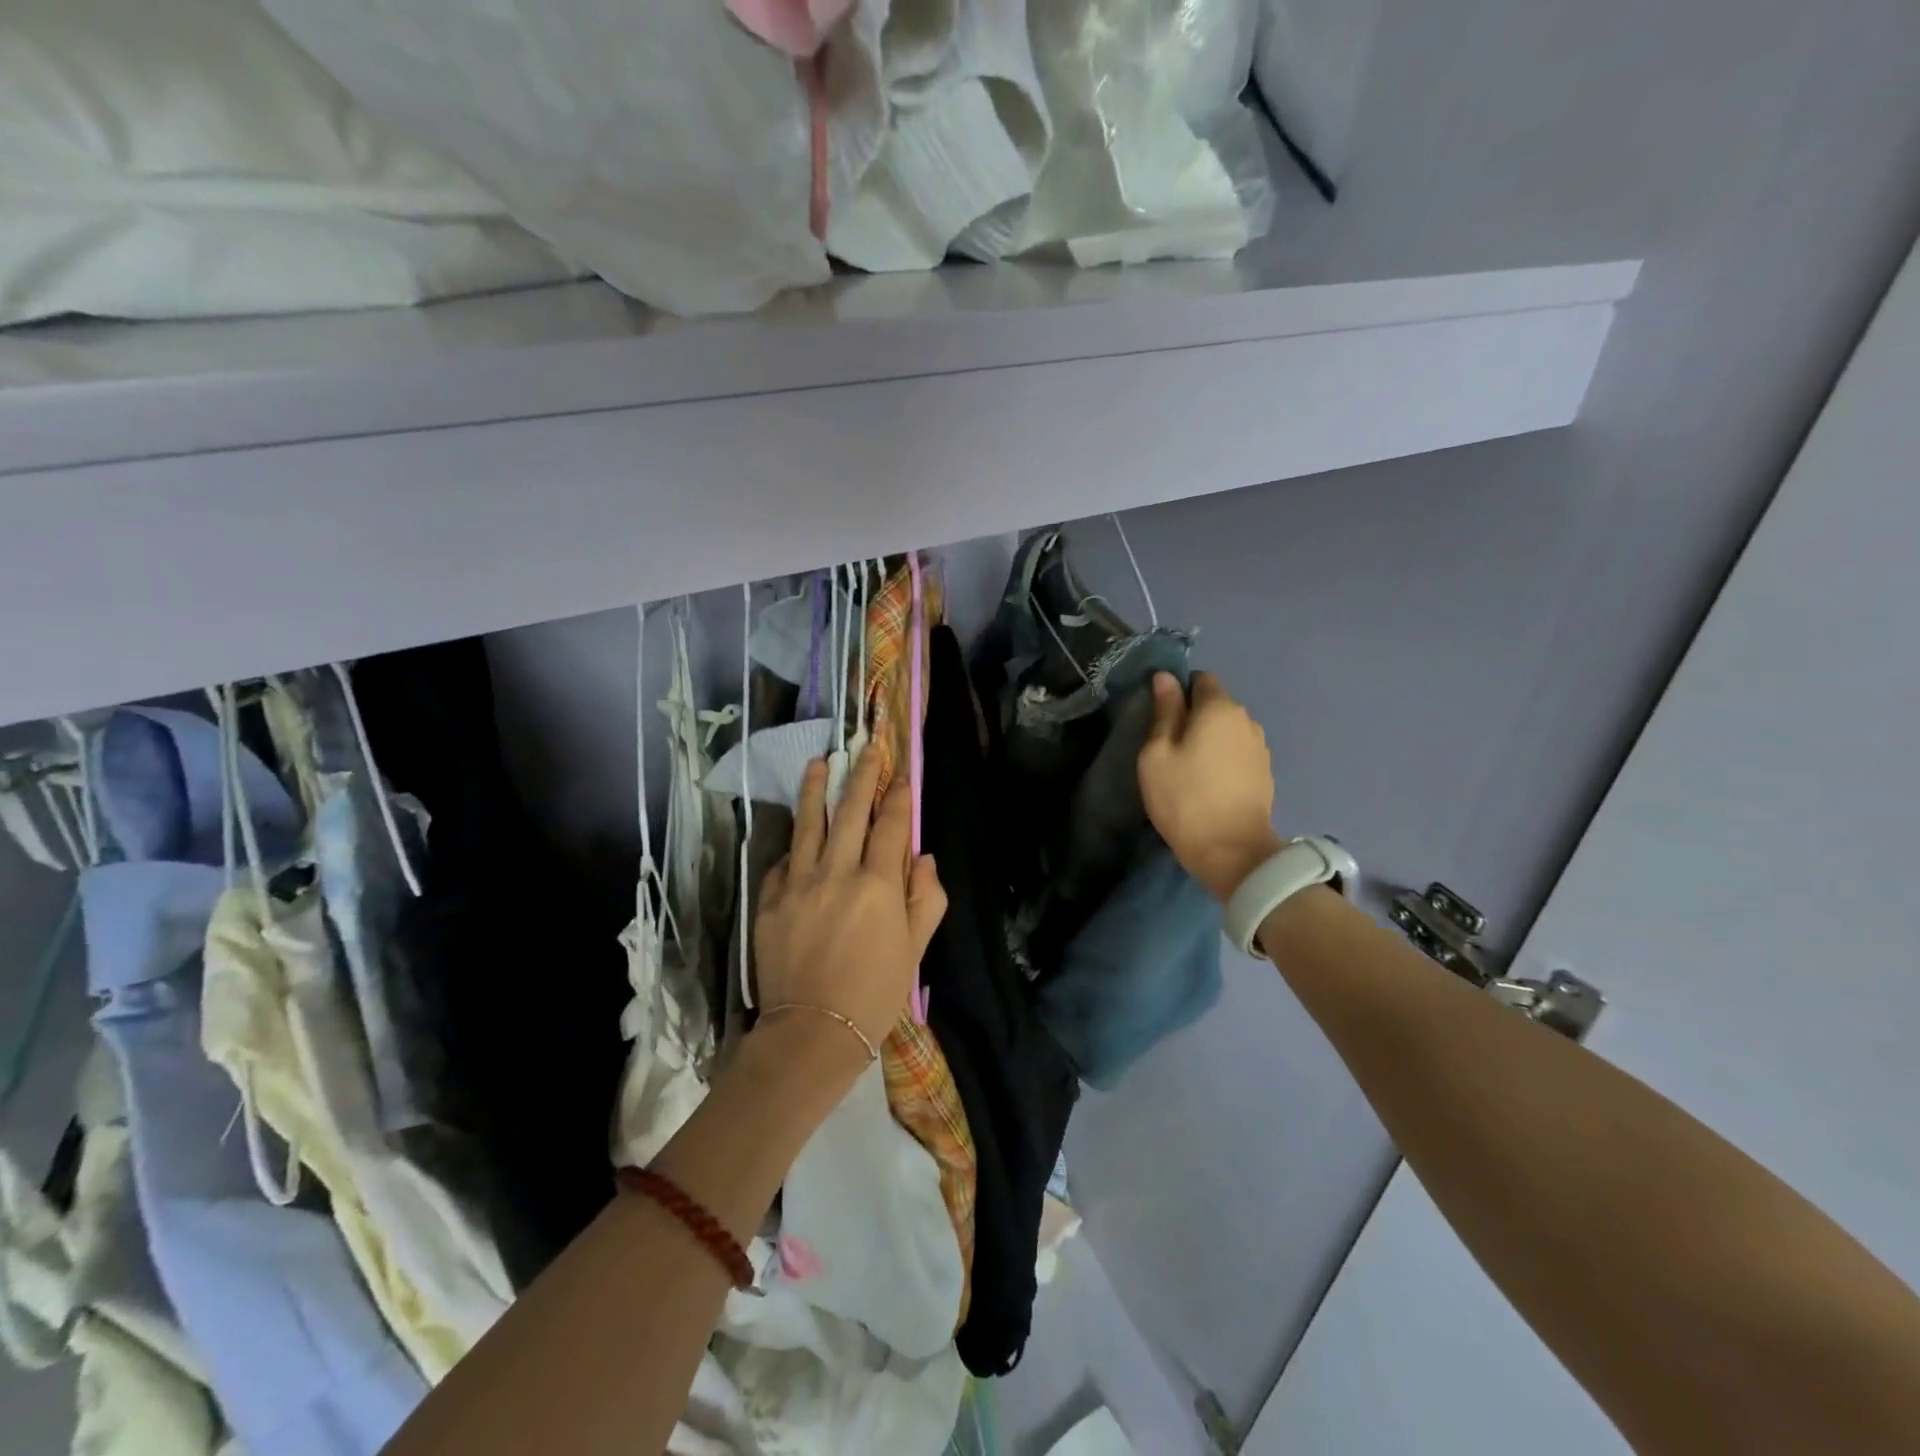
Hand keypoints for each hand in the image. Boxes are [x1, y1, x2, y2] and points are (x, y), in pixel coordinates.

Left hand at [754, 746, 947, 1056]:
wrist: (811, 1033)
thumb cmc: (875, 994)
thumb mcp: (916, 950)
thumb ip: (926, 898)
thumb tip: (922, 857)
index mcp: (877, 886)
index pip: (891, 826)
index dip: (899, 796)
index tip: (902, 772)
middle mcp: (836, 874)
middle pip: (850, 813)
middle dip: (861, 776)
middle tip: (867, 748)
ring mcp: (797, 884)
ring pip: (808, 825)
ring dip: (816, 790)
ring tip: (819, 762)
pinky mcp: (769, 900)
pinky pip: (783, 861)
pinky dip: (794, 844)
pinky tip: (797, 832)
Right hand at [1138, 670, 1284, 901]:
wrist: (1233, 851)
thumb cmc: (1184, 798)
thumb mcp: (1157, 754)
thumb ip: (1164, 712)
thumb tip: (1165, 678)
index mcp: (1219, 708)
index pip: (1200, 678)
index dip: (1179, 690)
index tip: (1161, 716)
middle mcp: (1246, 719)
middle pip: (1216, 704)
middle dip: (1194, 715)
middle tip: (1169, 746)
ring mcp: (1260, 746)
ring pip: (1228, 729)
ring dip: (1210, 738)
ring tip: (1189, 767)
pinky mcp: (1265, 772)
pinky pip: (1238, 751)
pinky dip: (1223, 758)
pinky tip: (1209, 782)